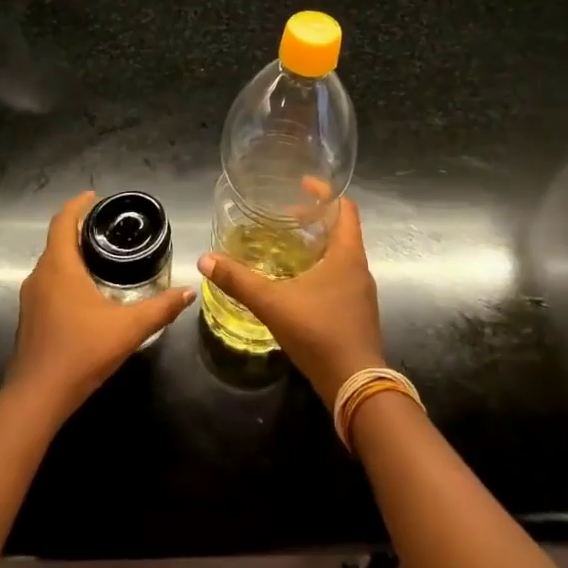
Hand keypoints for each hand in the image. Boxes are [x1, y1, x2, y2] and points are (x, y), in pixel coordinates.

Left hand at [7, 191, 194, 416]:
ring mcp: (31, 298)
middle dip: (80, 228)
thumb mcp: (129, 328)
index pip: (63, 221)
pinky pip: (49, 283)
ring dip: (72, 253)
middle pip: (57, 240)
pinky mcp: (30, 317)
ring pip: (52, 263)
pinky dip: (66, 275)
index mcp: (59, 266)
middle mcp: (40, 275)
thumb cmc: (82, 351)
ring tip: (102, 256)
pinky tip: (88, 292)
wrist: (37, 396)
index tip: (96, 196)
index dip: (78, 205)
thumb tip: (189, 291)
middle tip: (109, 227)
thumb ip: (161, 308)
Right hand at [198, 197, 384, 401]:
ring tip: (288, 246)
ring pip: (342, 256)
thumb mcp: (272, 302)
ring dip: (318, 245)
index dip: (325, 192)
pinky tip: (298, 284)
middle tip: (285, 216)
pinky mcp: (358, 312)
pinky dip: (322, 269)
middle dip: (315, 219)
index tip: (303, 184)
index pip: (345, 208)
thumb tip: (205, 259)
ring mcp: (361, 292)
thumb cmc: (318, 332)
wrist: (355, 384)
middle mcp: (359, 268)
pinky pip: (341, 278)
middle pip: (342, 230)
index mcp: (347, 254)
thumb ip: (238, 280)